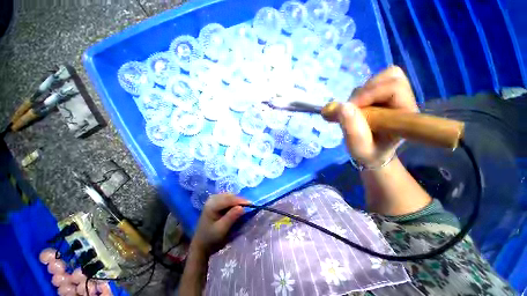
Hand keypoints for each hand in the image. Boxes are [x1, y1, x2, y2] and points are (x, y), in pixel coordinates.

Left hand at [191, 194, 248, 255]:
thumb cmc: (211, 238)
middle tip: (249, 206)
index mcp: (211, 205)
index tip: (251, 204)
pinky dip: (234, 201)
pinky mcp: (216, 201)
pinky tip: (237, 207)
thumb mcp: (221, 229)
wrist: (201, 243)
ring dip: (238, 201)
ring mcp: (214, 198)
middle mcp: (212, 198)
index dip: (241, 200)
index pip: (229, 199)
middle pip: (230, 196)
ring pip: (230, 196)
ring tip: (245, 207)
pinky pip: (228, 198)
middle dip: (240, 200)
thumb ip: (231, 217)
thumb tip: (242, 207)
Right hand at [336, 66, 417, 166]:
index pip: (394, 88)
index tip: (348, 109)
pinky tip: (355, 107)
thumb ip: (352, 129)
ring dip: (360, 93)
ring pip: (380, 78)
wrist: (373, 152)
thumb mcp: (359, 147)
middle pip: (390, 77)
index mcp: (405, 114)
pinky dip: (359, 93)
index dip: (369, 93)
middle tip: (350, 109)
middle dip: (364, 92)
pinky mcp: (383, 95)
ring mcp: (394, 96)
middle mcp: (404, 101)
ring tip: (353, 110)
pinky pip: (371, 83)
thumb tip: (342, 106)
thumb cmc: (369, 152)